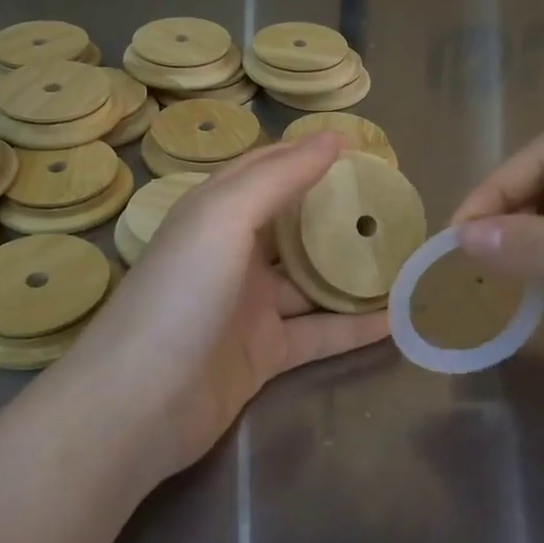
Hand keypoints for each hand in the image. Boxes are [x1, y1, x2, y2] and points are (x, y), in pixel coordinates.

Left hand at [34, 135, 390, 482]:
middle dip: (337, 213)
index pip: (266, 170)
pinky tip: (397, 320)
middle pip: (293, 225)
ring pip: (311, 282)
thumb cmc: (180, 295)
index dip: (307, 155)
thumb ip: (278, 177)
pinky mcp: (264, 354)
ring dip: (352, 272)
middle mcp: (231, 254)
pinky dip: (354, 327)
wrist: (138, 404)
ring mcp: (249, 307)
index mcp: (214, 213)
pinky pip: (319, 333)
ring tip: (405, 258)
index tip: (361, 149)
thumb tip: (331, 138)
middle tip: (392, 203)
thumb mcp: (224, 219)